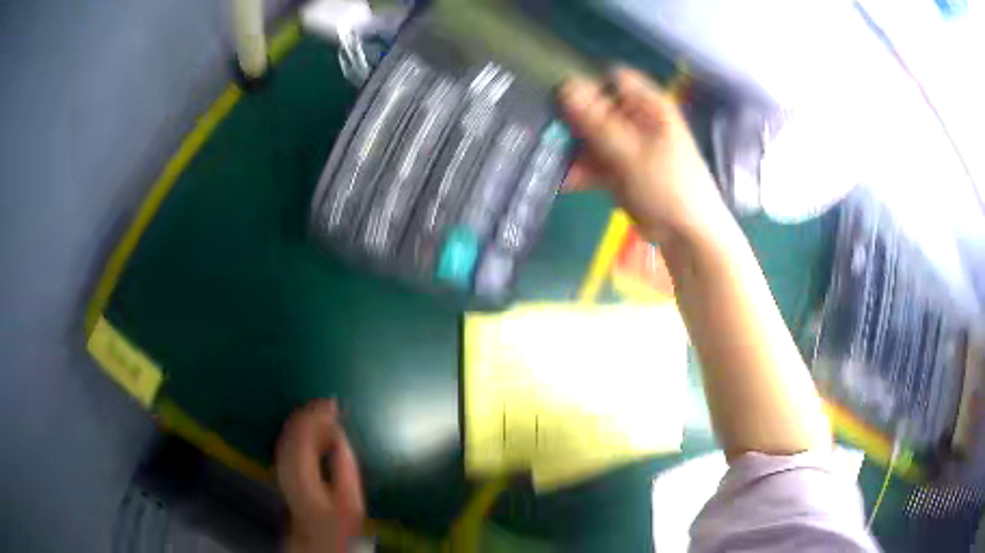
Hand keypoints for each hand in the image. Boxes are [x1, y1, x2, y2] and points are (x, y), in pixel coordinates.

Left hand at [276, 399, 364, 552]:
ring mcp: (282, 470)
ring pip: (286, 436)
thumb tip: (337, 433)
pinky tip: (307, 425)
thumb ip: (344, 465)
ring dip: (301, 419)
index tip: (332, 403)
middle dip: (308, 414)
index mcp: (303, 476)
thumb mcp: (351, 499)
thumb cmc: (340, 522)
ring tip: (318, 408)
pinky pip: (286, 442)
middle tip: (326, 401)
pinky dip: (297, 429)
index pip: (304, 437)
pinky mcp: (283, 472)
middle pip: (292, 434)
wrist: (318, 540)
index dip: (316, 417)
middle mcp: (287, 470)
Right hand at [558, 68, 725, 244]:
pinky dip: (579, 170)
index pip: (611, 80)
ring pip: (590, 137)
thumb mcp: (632, 152)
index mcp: (648, 106)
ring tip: (546, 157)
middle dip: (570, 118)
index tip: (557, 98)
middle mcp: (635, 120)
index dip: (585, 85)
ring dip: (571, 147)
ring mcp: (626, 146)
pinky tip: (562, 180)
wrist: (686, 235)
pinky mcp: (618, 170)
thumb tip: (566, 85)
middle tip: (541, 128)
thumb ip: (598, 121)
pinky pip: (593, 162)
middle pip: (596, 108)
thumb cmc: (669, 186)